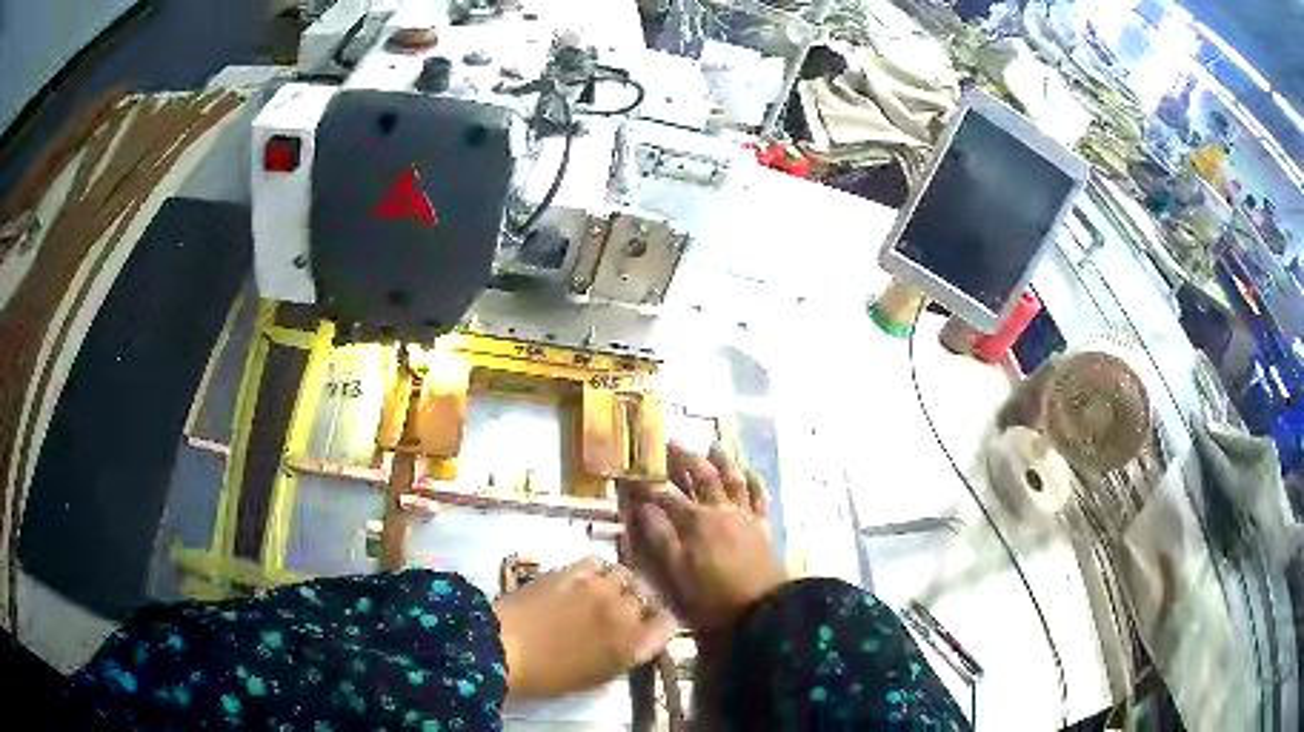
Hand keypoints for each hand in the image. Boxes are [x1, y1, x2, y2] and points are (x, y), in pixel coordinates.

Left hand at [494, 556, 674, 699]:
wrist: (502, 647)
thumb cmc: (548, 675)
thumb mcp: (596, 678)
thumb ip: (624, 657)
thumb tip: (633, 643)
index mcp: (634, 644)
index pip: (670, 623)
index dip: (659, 625)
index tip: (648, 629)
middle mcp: (625, 611)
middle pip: (649, 597)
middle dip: (639, 605)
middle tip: (620, 615)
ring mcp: (600, 587)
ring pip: (626, 576)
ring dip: (620, 585)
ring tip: (604, 594)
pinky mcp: (573, 569)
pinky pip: (599, 563)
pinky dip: (598, 571)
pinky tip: (587, 580)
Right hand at [619, 443, 787, 632]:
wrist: (762, 608)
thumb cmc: (712, 595)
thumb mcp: (677, 571)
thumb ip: (661, 537)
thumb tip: (643, 507)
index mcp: (696, 521)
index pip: (666, 495)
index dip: (648, 482)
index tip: (633, 470)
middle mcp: (720, 510)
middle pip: (701, 476)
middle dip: (683, 458)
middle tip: (669, 443)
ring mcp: (745, 515)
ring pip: (733, 479)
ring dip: (722, 460)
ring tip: (711, 445)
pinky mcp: (763, 526)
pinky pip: (760, 496)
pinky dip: (753, 480)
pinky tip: (747, 471)